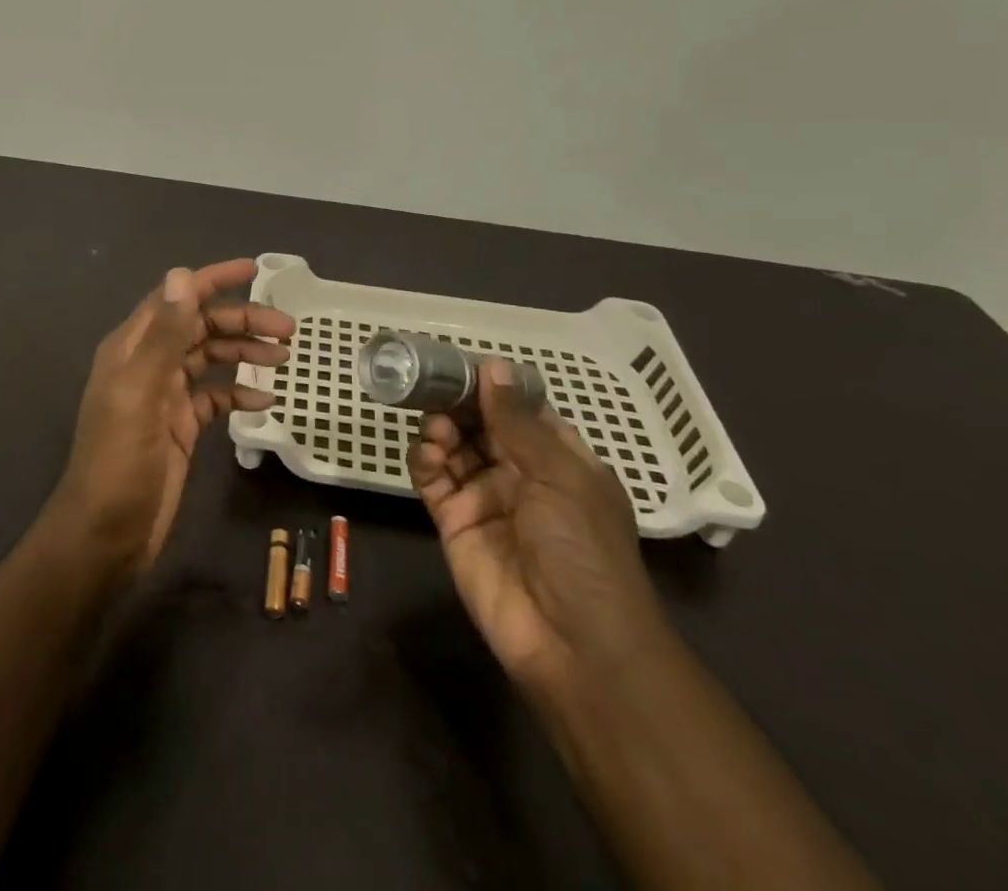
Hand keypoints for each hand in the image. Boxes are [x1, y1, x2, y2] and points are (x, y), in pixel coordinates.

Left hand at [48, 259, 294, 573]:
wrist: (106, 536)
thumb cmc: (120, 461)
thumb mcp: (142, 393)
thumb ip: (164, 335)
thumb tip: (183, 274)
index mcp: (132, 348)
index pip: (176, 298)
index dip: (212, 280)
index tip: (255, 270)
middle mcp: (148, 364)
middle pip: (200, 327)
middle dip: (241, 320)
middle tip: (287, 328)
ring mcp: (164, 396)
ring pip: (210, 359)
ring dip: (244, 353)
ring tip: (283, 358)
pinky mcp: (179, 427)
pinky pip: (214, 398)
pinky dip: (238, 395)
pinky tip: (265, 403)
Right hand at [410, 357, 669, 688]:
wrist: (574, 644)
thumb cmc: (583, 549)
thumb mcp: (559, 476)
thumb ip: (517, 421)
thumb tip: (493, 366)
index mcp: (559, 461)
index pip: (522, 412)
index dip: (495, 388)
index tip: (463, 363)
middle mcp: (521, 475)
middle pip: (481, 425)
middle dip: (459, 405)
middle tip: (435, 388)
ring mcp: (486, 499)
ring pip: (454, 448)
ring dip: (442, 430)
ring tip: (438, 430)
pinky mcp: (454, 524)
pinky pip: (433, 481)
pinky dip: (425, 462)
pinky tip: (427, 455)